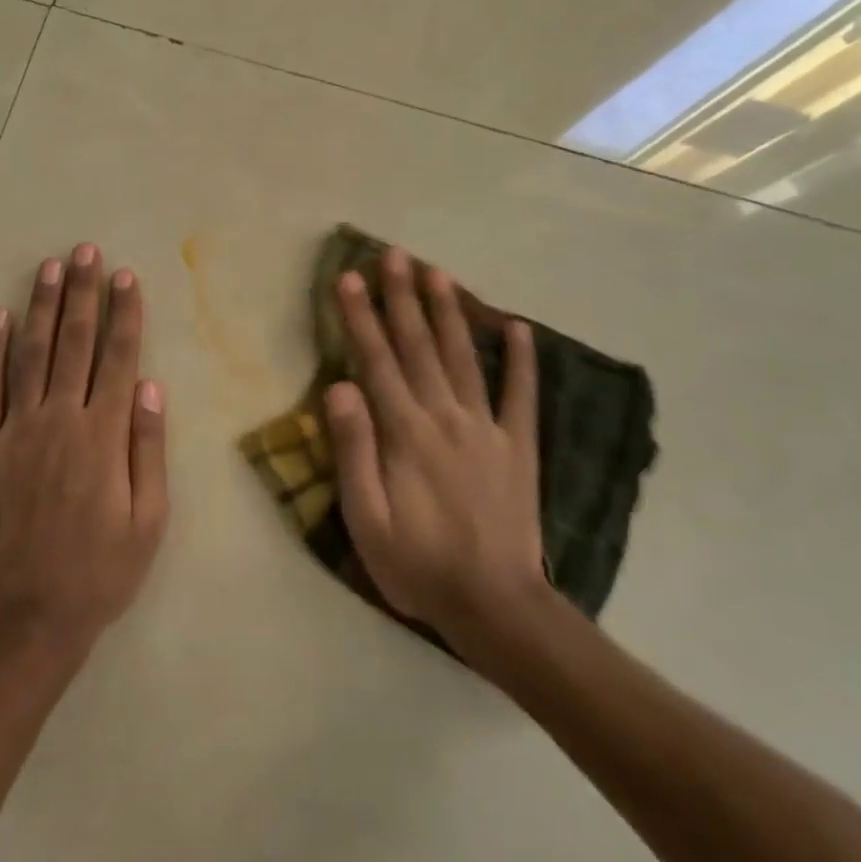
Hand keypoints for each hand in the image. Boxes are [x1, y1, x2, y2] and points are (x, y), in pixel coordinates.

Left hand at [0, 244, 168, 667]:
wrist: (22, 621)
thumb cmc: (97, 574)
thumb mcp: (148, 522)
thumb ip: (148, 449)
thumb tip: (152, 386)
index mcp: (103, 436)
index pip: (118, 358)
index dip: (124, 313)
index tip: (125, 276)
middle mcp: (58, 419)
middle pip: (74, 343)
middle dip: (82, 292)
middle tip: (84, 251)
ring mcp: (13, 430)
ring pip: (29, 353)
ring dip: (40, 307)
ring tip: (48, 267)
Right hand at [326, 247, 547, 645]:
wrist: (495, 606)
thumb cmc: (417, 564)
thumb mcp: (366, 519)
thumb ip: (353, 450)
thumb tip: (339, 386)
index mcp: (405, 432)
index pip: (377, 360)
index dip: (361, 317)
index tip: (350, 278)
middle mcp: (445, 416)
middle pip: (419, 346)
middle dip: (402, 297)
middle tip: (393, 255)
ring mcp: (487, 428)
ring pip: (463, 357)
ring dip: (449, 312)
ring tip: (438, 272)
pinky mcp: (519, 446)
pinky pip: (521, 394)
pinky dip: (521, 359)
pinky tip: (519, 327)